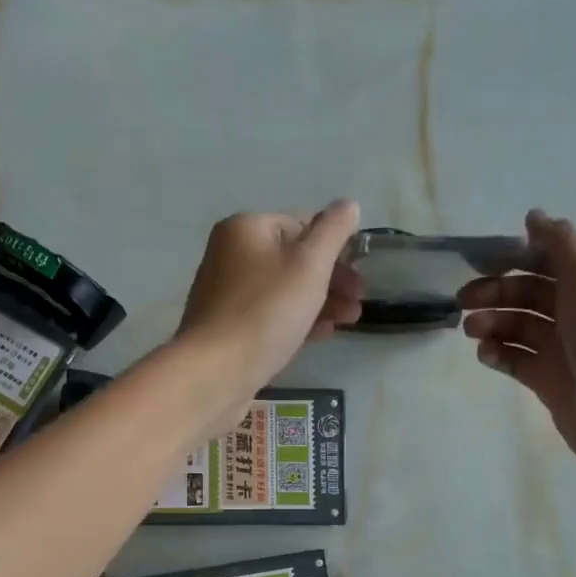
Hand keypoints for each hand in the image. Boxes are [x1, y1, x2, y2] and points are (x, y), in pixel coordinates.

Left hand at [174, 200, 363, 406]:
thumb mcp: (309, 265)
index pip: (301, 224)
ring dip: (321, 302)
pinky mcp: (229, 328)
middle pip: (293, 259)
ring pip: (284, 290)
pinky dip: (297, 320)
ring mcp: (227, 294)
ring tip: (350, 321)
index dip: (334, 246)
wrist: (216, 372)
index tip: (359, 270)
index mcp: (245, 229)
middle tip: (360, 298)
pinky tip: (323, 334)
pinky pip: (270, 316)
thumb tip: (348, 204)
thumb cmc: (265, 312)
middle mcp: (231, 255)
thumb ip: (332, 232)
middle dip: (331, 278)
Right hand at [458, 210, 575, 482]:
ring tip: (471, 331)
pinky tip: (485, 354)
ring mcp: (566, 349)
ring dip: (492, 323)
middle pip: (530, 294)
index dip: (517, 258)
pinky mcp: (549, 381)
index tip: (483, 263)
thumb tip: (533, 216)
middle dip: (496, 293)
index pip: (553, 260)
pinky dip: (498, 354)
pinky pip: (516, 360)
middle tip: (463, 301)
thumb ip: (560, 242)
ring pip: (520, 327)